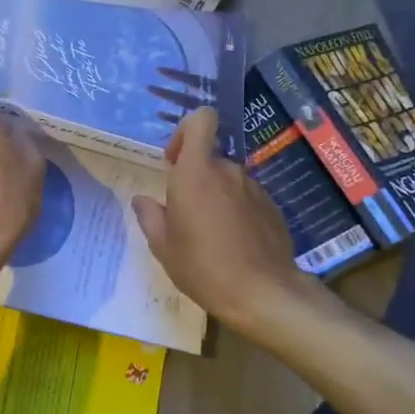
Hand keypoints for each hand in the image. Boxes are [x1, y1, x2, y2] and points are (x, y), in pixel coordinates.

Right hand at [132, 106, 326, 335]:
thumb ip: (150, 216)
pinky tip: (233, 244)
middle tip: (184, 215)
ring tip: (209, 235)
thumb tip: (142, 201)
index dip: (185, 131)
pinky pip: (245, 198)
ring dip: (215, 197)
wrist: (262, 292)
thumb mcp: (163, 246)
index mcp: (195, 173)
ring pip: (227, 181)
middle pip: (209, 158)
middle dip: (195, 178)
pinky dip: (236, 212)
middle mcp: (227, 172)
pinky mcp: (272, 207)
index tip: (173, 161)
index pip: (201, 120)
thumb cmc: (202, 266)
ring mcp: (253, 188)